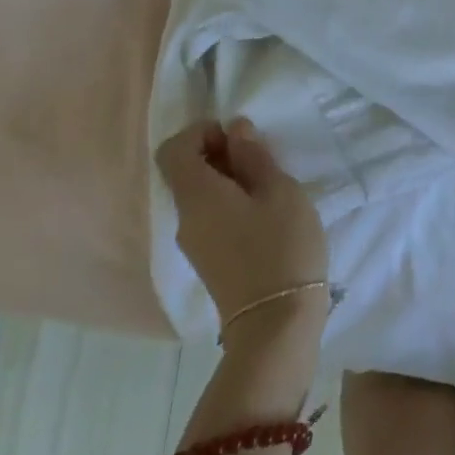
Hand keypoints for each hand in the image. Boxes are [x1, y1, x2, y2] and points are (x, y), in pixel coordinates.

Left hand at [157, 120, 329, 338]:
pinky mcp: (209, 261)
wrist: (276, 325)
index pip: (173, 149)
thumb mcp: (279, 191)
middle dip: (218, 153)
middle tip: (261, 158)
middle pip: (185, 172)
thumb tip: (235, 129)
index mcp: (197, 196)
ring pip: (199, 195)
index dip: (200, 132)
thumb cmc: (281, 247)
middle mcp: (185, 218)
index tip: (237, 136)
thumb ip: (254, 157)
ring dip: (227, 179)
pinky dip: (229, 202)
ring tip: (269, 185)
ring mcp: (194, 244)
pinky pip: (209, 217)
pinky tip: (264, 213)